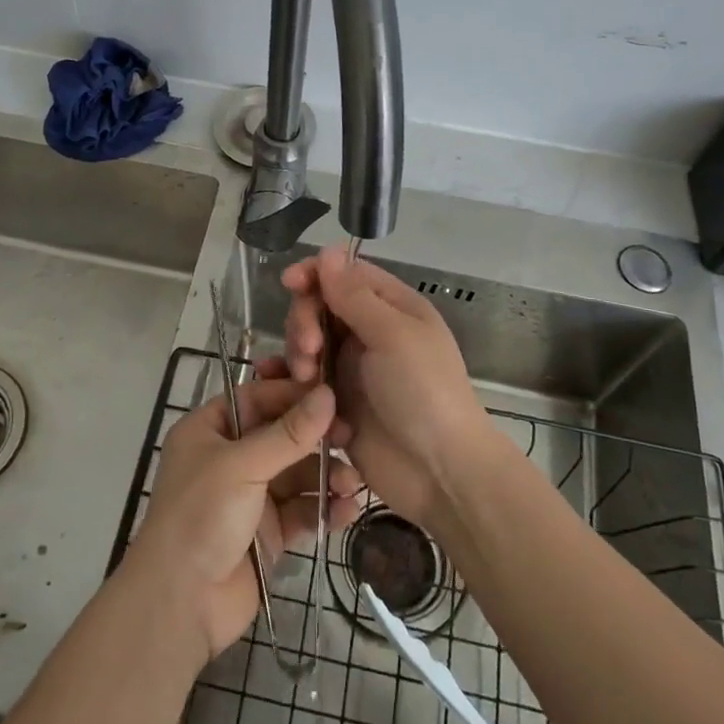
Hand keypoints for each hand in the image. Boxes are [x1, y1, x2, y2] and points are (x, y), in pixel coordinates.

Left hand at [126, 376, 362, 661]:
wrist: (181, 603)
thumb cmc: (201, 515)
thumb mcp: (243, 466)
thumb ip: (289, 433)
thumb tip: (328, 394)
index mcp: (210, 430)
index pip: (258, 398)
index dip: (293, 395)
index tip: (333, 395)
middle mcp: (230, 457)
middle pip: (282, 435)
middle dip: (316, 437)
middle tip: (350, 437)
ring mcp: (250, 495)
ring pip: (296, 473)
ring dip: (326, 475)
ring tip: (353, 482)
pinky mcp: (268, 531)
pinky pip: (301, 510)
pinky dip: (324, 508)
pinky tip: (347, 510)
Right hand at [267, 245, 495, 531]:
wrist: (440, 472)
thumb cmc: (424, 392)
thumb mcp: (393, 335)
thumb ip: (355, 295)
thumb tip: (328, 250)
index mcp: (391, 307)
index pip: (345, 275)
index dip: (315, 274)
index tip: (290, 283)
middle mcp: (370, 332)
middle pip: (319, 307)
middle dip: (305, 322)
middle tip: (309, 350)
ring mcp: (352, 369)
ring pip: (308, 344)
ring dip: (300, 356)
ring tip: (308, 381)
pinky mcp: (337, 403)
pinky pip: (305, 383)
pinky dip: (294, 384)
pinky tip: (284, 391)